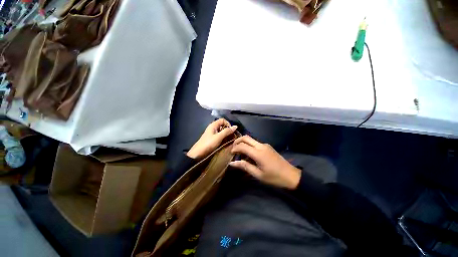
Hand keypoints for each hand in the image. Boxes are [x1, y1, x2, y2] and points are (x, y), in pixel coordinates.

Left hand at [187, 119, 237, 158]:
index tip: (231, 131)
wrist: (198, 153)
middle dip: (228, 130)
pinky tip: (226, 142)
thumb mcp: (219, 137)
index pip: (223, 120)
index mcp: (213, 125)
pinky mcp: (212, 139)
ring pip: (221, 131)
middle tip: (232, 136)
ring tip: (230, 140)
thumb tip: (235, 126)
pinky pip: (220, 136)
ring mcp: (212, 134)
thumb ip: (227, 131)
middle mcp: (213, 128)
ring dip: (226, 135)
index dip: (228, 124)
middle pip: (222, 126)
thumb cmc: (208, 144)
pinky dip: (224, 138)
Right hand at [229, 135, 300, 189]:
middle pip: (246, 138)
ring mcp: (265, 145)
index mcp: (258, 153)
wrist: (291, 175)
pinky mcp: (268, 146)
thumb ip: (245, 166)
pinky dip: (249, 145)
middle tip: (233, 148)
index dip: (235, 148)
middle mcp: (261, 146)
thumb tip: (232, 163)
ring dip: (243, 142)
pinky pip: (255, 143)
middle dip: (237, 141)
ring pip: (251, 139)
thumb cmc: (274, 177)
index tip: (230, 153)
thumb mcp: (258, 174)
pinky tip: (248, 153)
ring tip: (239, 151)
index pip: (242, 146)